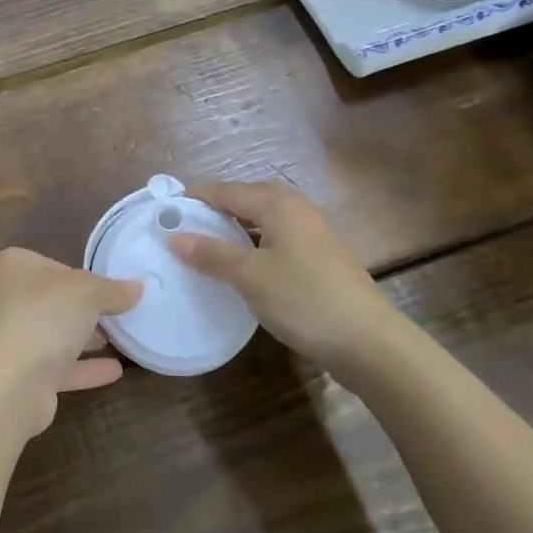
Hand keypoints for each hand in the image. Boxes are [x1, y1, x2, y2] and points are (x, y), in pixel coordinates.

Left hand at [0, 247, 141, 438]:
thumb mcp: (88, 292)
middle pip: (54, 301)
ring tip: (122, 340)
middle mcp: (6, 300)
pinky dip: (84, 368)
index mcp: (13, 267)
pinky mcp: (20, 376)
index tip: (110, 289)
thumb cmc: (43, 317)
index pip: (54, 265)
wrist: (7, 384)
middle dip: (85, 310)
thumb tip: (138, 286)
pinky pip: (58, 367)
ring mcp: (10, 340)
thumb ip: (113, 289)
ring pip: (55, 335)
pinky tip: (115, 371)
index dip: (83, 276)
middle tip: (120, 315)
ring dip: (85, 339)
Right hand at [167, 180, 401, 373]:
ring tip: (207, 249)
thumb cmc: (304, 300)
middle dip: (214, 211)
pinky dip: (254, 245)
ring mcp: (312, 232)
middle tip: (183, 230)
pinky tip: (243, 268)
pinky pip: (277, 238)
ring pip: (263, 220)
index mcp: (278, 204)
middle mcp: (296, 208)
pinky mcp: (320, 256)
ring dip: (235, 230)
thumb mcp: (250, 277)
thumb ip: (211, 254)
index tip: (164, 214)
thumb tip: (174, 236)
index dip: (194, 200)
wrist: (369, 342)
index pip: (225, 190)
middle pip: (246, 199)